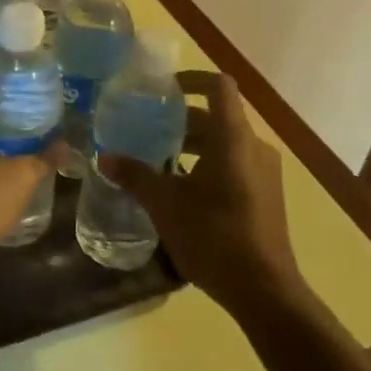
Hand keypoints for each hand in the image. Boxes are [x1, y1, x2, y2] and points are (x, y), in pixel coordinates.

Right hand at [98, 70, 303, 312]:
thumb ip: (136, 176)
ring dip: (193, 144)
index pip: (218, 86)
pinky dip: (208, 163)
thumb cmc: (214, 237)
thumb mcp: (166, 205)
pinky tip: (182, 189)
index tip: (163, 88)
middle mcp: (254, 147)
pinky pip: (235, 163)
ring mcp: (265, 172)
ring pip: (226, 142)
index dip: (191, 78)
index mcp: (233, 139)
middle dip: (181, 119)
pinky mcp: (267, 194)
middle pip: (218, 116)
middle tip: (147, 127)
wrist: (265, 292)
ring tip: (159, 160)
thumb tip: (104, 157)